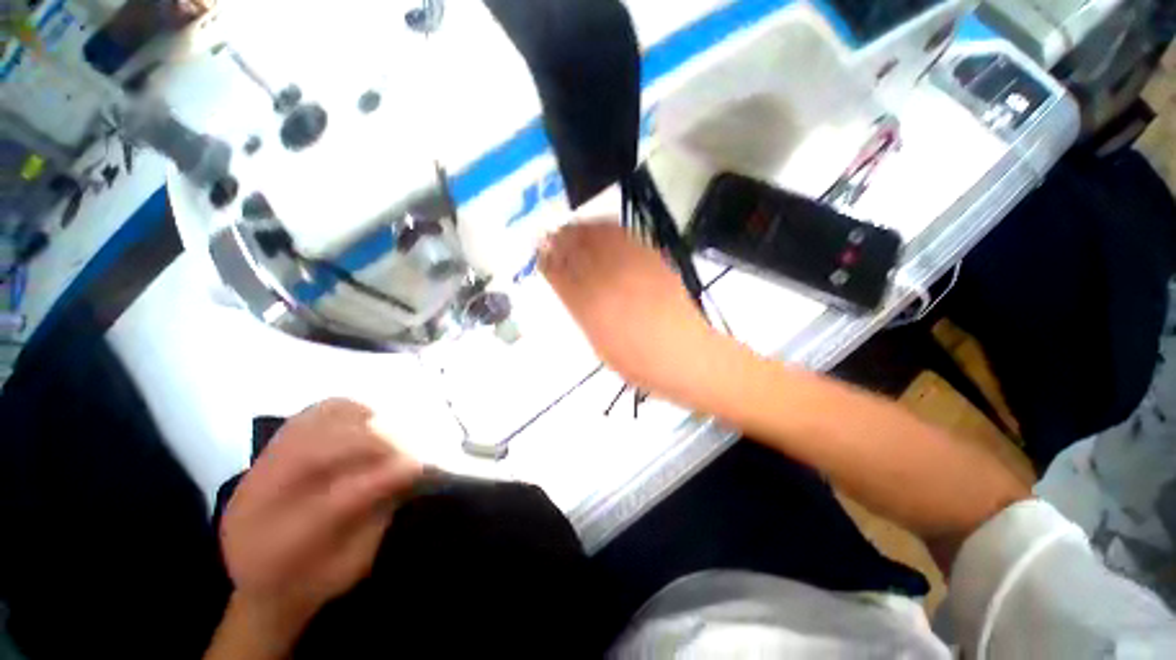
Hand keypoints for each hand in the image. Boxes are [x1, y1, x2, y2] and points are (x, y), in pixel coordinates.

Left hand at [219, 399, 422, 637]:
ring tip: (384, 429)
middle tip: (402, 447)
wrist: (259, 584)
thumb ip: (379, 517)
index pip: (333, 502)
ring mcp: (257, 473)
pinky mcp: (265, 454)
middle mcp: (257, 503)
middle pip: (313, 454)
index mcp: (280, 548)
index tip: (417, 466)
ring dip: (355, 423)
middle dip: (368, 445)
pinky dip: (340, 411)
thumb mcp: (352, 564)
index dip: (380, 479)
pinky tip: (363, 420)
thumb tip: (409, 471)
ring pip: (306, 428)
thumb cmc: (315, 581)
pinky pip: (305, 417)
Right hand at [540, 221, 721, 400]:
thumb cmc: (638, 362)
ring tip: (570, 229)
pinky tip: (600, 228)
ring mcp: (631, 267)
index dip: (547, 261)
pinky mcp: (652, 259)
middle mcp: (607, 281)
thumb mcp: (600, 344)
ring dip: (579, 229)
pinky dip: (606, 227)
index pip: (560, 275)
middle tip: (550, 237)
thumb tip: (571, 290)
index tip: (539, 254)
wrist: (684, 355)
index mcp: (589, 307)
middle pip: (575, 250)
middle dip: (558, 240)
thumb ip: (583, 314)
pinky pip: (624, 235)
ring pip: (598, 237)